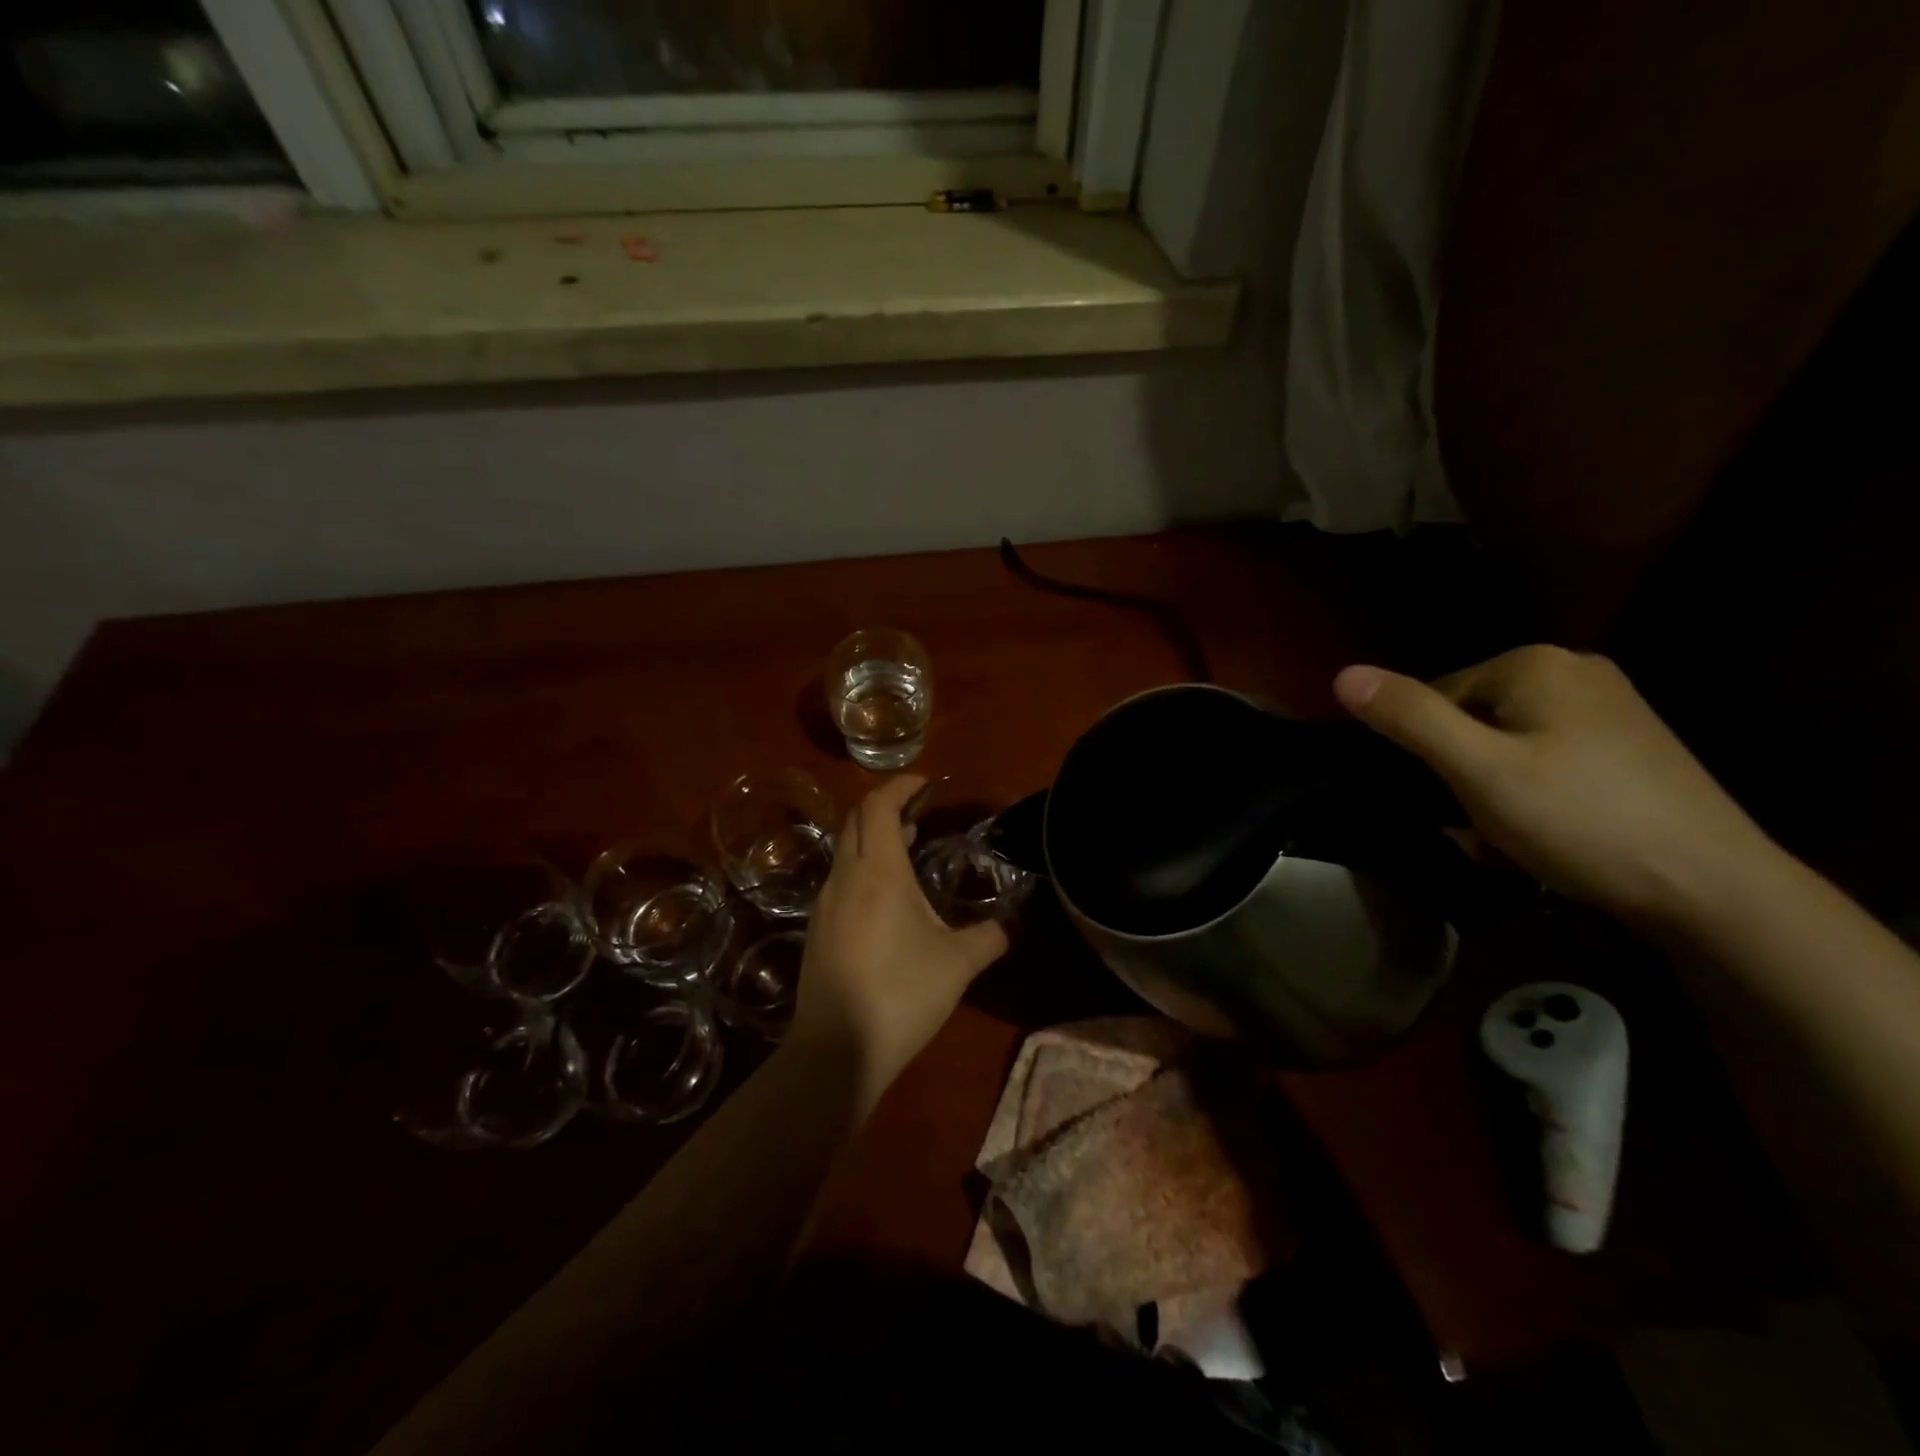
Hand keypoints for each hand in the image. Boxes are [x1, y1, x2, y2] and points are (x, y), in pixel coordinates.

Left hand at [792, 775, 1008, 1104]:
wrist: (836, 1051)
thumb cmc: (901, 995)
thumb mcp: (958, 964)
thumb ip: (990, 937)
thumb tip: (1012, 925)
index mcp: (878, 872)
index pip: (878, 805)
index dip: (900, 786)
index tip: (926, 784)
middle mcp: (845, 877)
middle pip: (857, 819)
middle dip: (887, 805)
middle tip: (921, 811)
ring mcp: (825, 904)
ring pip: (846, 849)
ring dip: (874, 837)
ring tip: (909, 846)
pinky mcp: (818, 929)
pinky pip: (841, 878)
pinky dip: (863, 866)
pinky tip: (887, 896)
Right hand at [1334, 646, 1776, 925]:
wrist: (1713, 888)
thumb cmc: (1580, 820)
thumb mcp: (1477, 770)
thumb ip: (1409, 719)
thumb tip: (1342, 674)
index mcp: (1534, 664)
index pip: (1434, 696)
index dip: (1426, 753)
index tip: (1446, 801)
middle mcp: (1574, 670)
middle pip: (1470, 718)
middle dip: (1461, 773)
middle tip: (1479, 826)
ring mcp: (1610, 707)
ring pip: (1506, 743)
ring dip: (1491, 789)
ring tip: (1511, 838)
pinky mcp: (1628, 745)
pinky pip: (1546, 758)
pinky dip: (1530, 793)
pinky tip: (1546, 833)